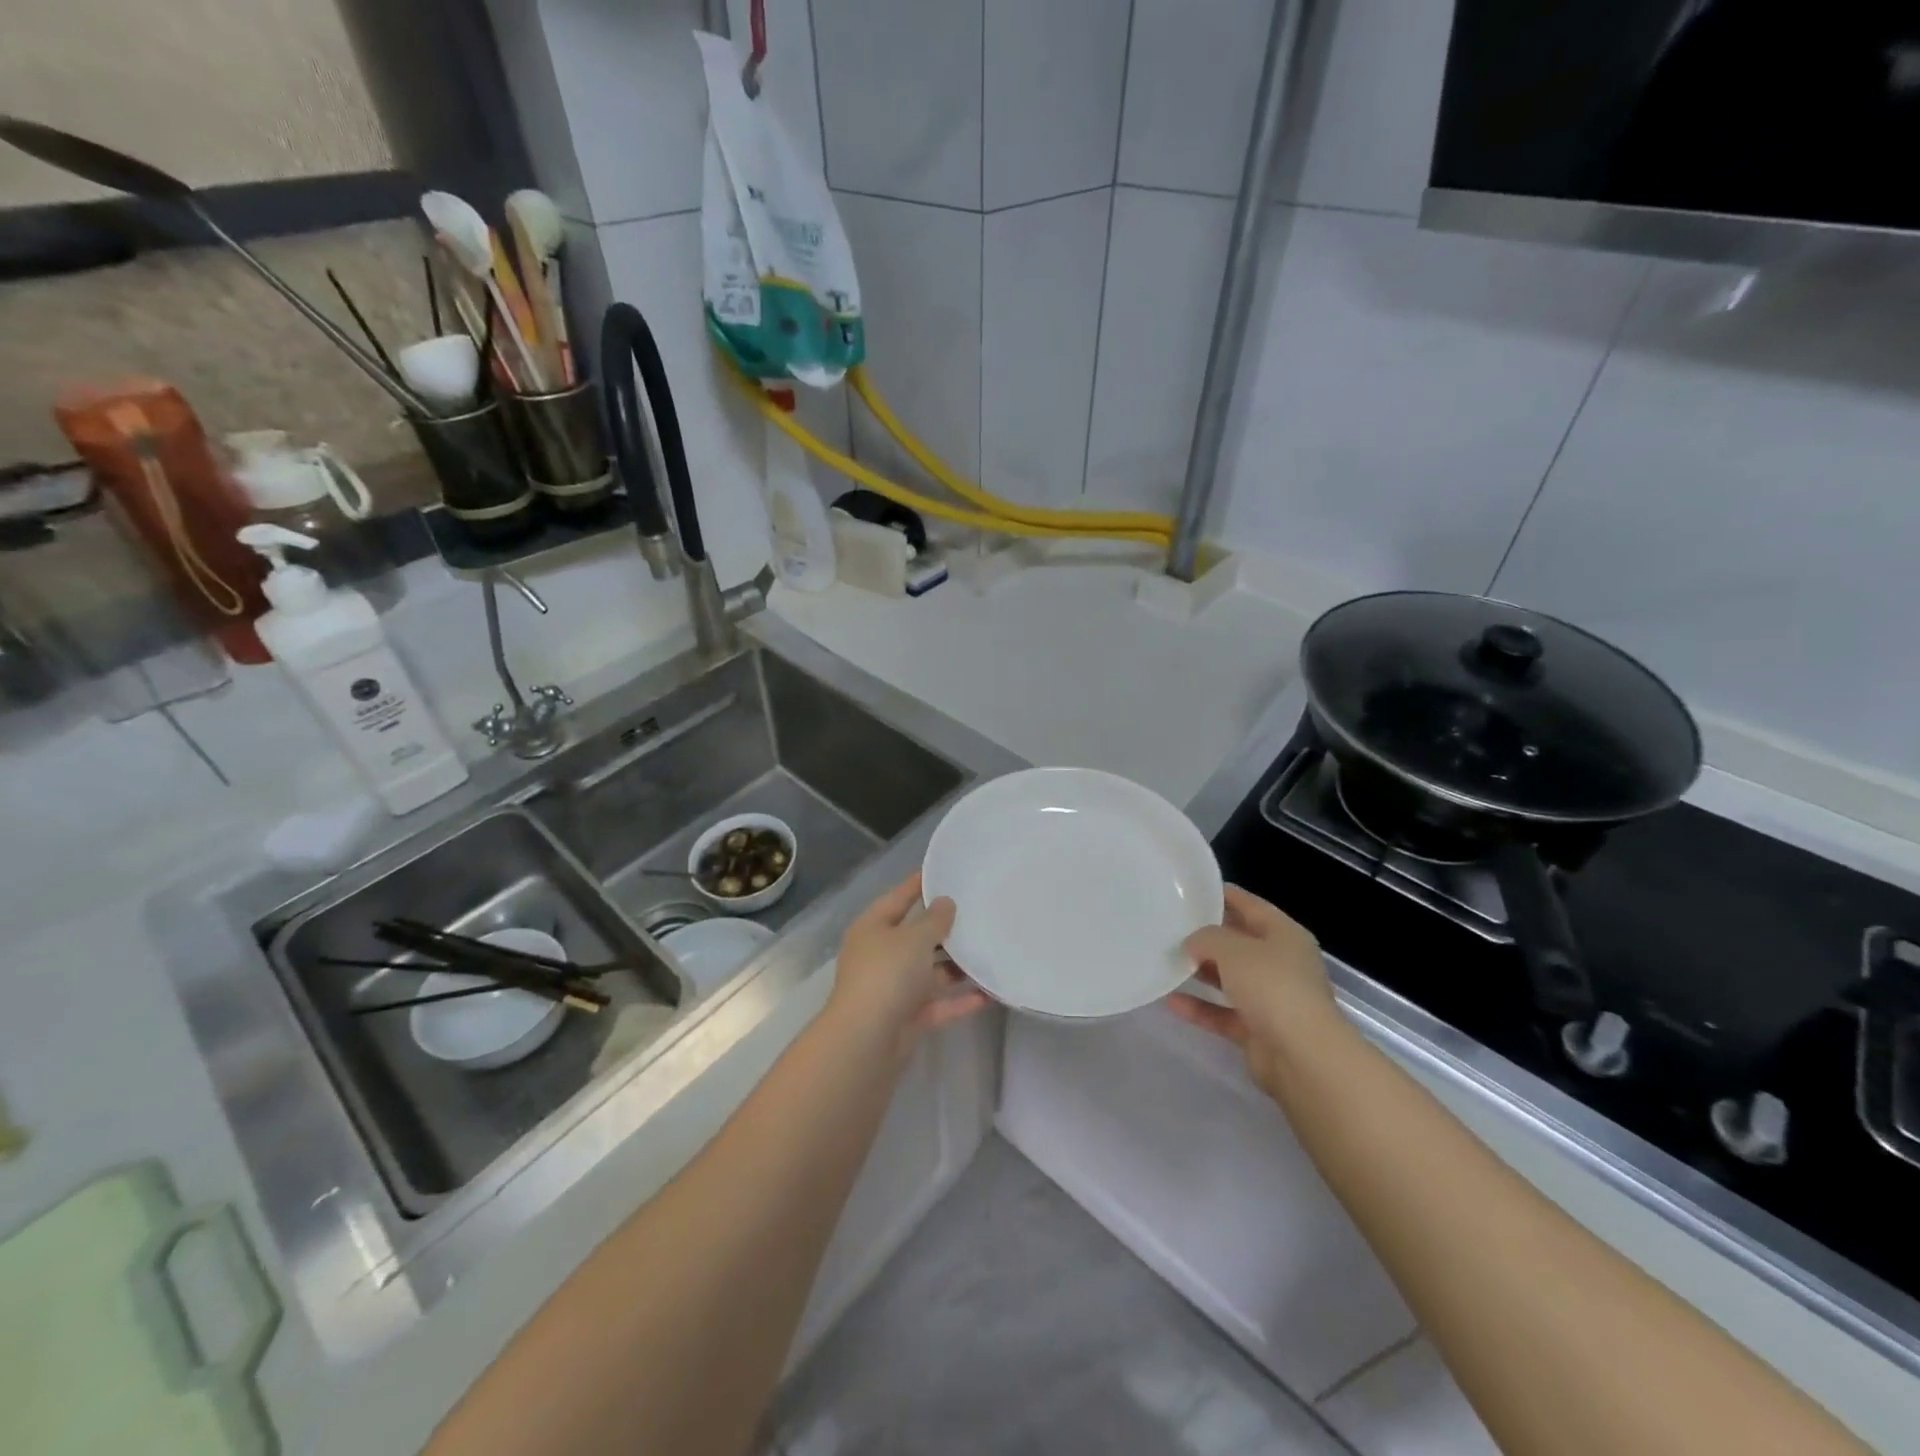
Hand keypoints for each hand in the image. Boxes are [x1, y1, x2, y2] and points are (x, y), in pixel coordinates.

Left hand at [829, 873, 990, 1050]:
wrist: (866, 1042)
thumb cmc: (887, 975)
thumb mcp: (914, 938)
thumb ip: (934, 920)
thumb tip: (945, 903)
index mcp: (873, 928)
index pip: (899, 898)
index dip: (920, 884)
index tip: (946, 871)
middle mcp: (880, 955)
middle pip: (915, 936)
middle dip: (945, 928)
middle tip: (979, 912)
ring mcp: (892, 989)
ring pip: (929, 972)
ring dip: (956, 966)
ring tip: (990, 950)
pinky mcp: (907, 1019)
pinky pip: (938, 1004)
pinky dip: (960, 1000)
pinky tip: (990, 993)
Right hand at [1167, 885, 1341, 1095]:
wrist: (1303, 1057)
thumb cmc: (1272, 987)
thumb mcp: (1233, 949)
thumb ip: (1207, 938)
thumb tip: (1192, 943)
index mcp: (1284, 935)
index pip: (1250, 906)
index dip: (1222, 895)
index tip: (1191, 890)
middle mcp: (1281, 963)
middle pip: (1239, 943)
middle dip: (1207, 937)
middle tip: (1170, 927)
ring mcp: (1271, 999)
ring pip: (1230, 979)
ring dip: (1202, 973)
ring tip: (1167, 962)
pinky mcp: (1259, 1030)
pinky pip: (1223, 1013)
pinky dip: (1201, 1008)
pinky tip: (1171, 1002)